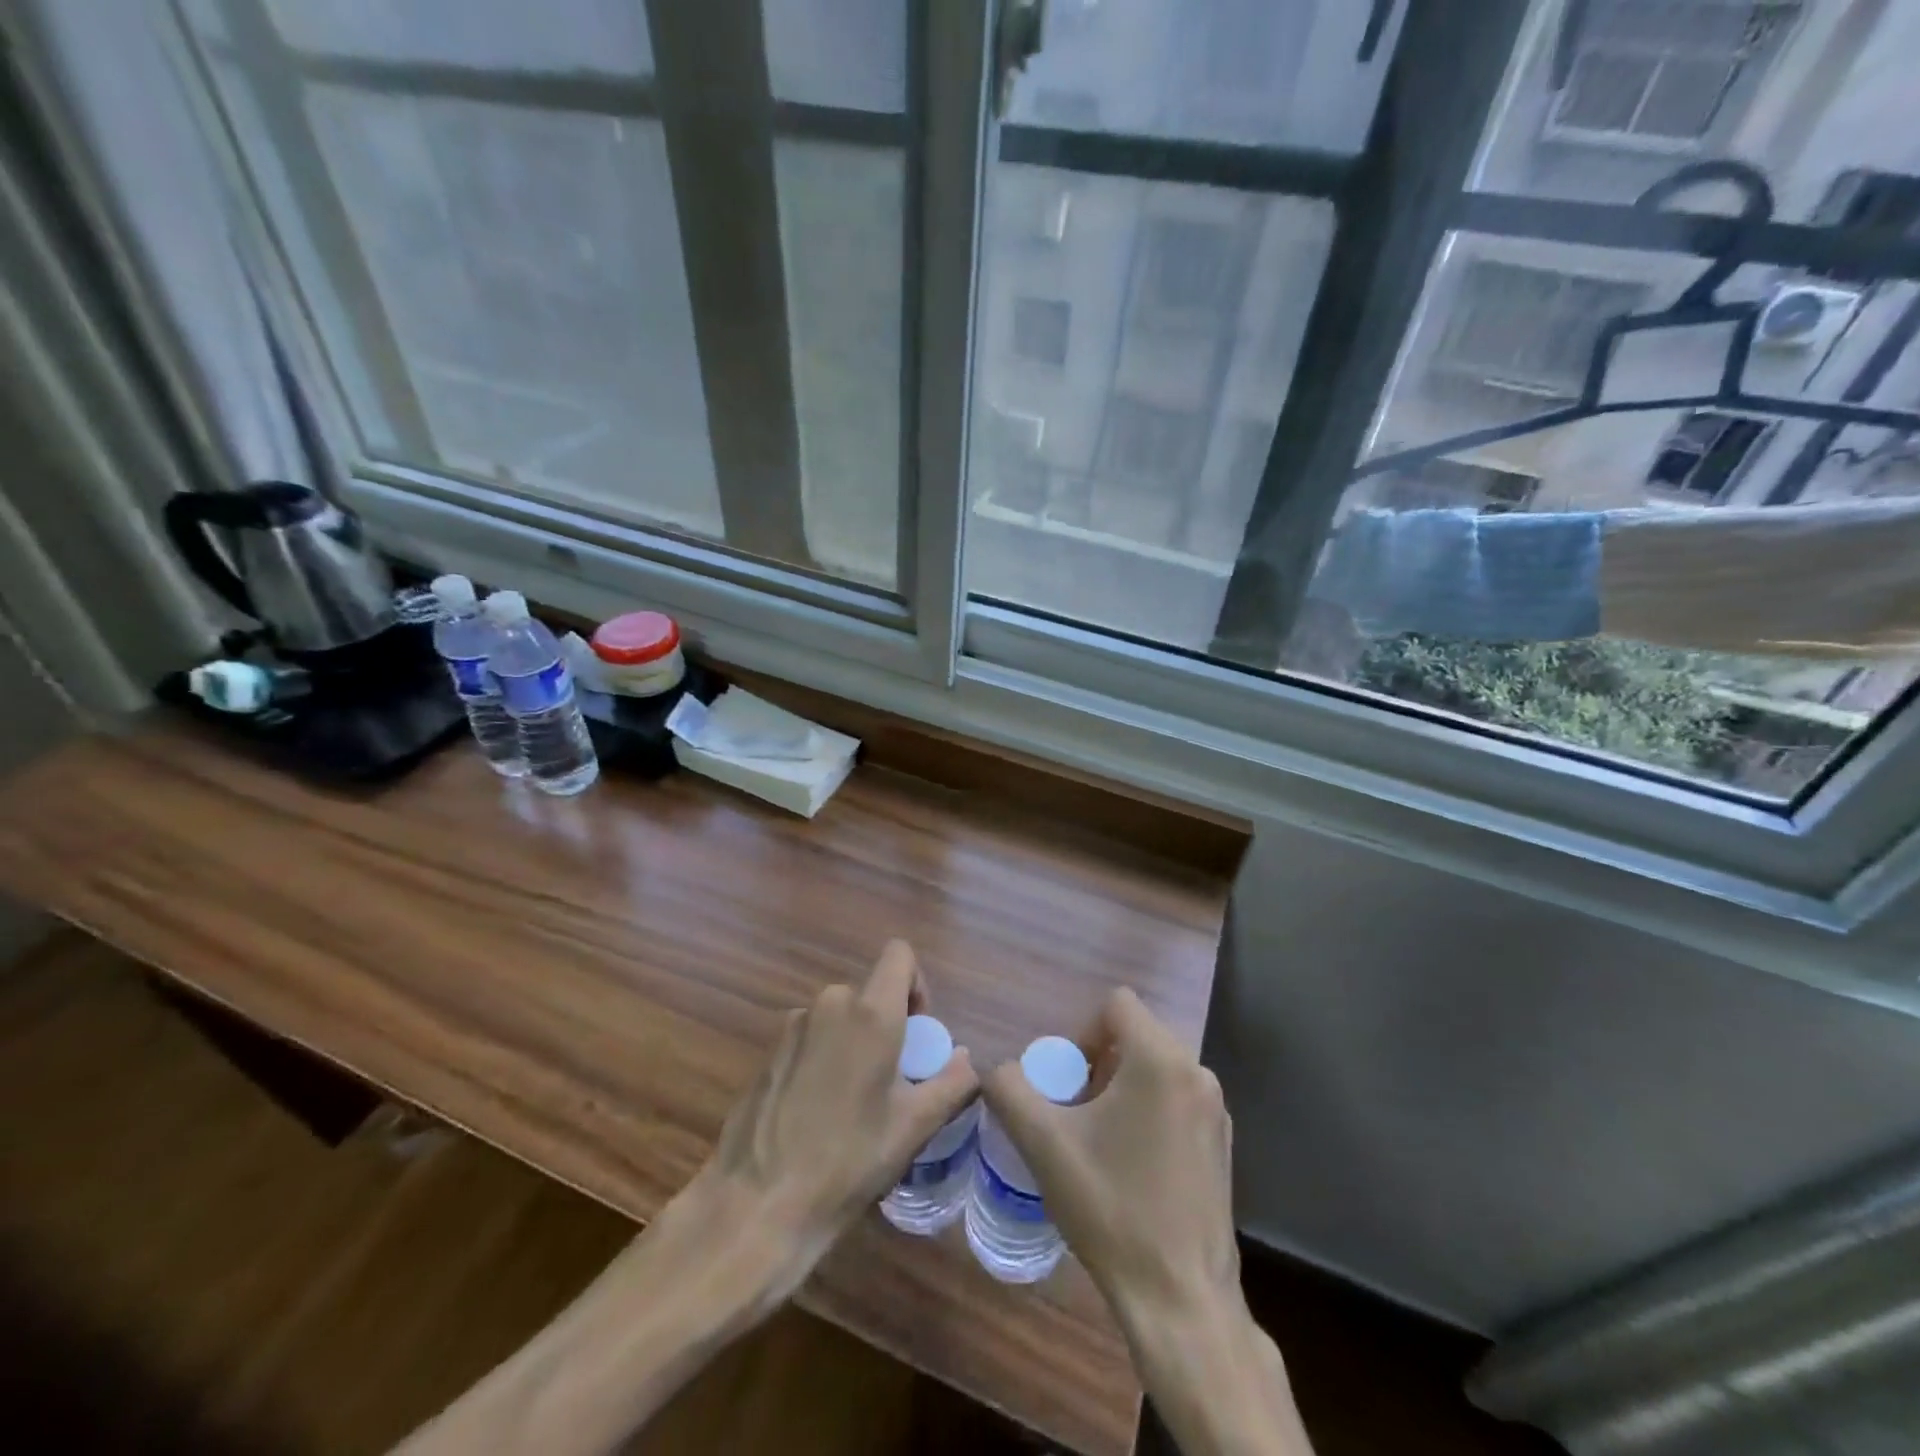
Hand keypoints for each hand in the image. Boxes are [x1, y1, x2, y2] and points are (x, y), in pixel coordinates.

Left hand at [693, 939, 977, 1290]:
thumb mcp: (913, 1127)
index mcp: (870, 1012)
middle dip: (887, 1026)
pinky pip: (811, 1038)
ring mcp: (792, 1026)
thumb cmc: (847, 1161)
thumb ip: (951, 1083)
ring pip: (839, 1017)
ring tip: (853, 1104)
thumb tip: (967, 1058)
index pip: (899, 954)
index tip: (917, 1033)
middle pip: (870, 993)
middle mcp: (830, 1004)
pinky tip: (817, 1114)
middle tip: (891, 1082)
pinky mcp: (768, 1051)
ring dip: (854, 1044)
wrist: (756, 1204)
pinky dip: (824, 1059)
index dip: (916, 984)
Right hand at [982, 988, 1238, 1329]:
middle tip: (1076, 1111)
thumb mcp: (1044, 1144)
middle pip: (1136, 1035)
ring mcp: (1216, 1110)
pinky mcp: (1223, 1143)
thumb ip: (1009, 1091)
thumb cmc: (1112, 1209)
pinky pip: (1177, 1099)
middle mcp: (1197, 1073)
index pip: (1117, 1004)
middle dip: (1099, 1062)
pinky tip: (1132, 1165)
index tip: (1067, 1080)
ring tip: (1100, 1140)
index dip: (1082, 1032)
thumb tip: (996, 1069)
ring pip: (1156, 1068)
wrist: (1181, 1300)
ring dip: (1122, 1087)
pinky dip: (1149, 1111)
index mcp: (1160, 1059)